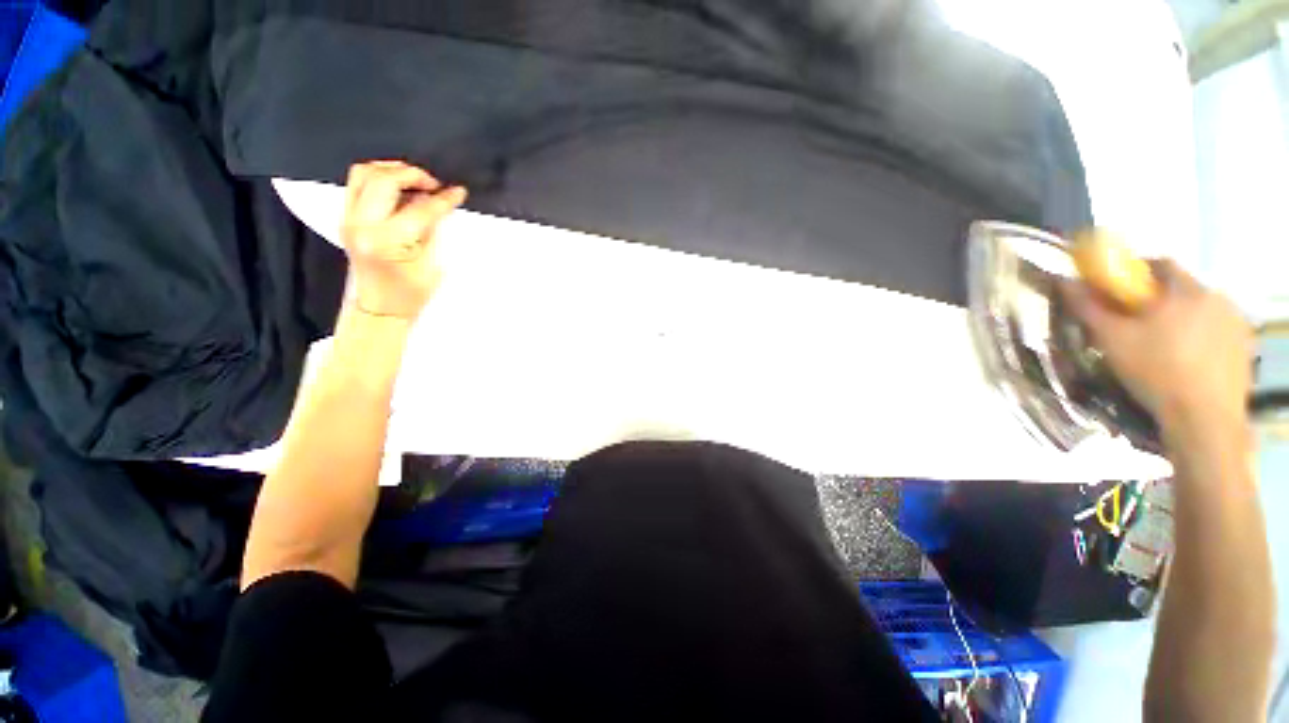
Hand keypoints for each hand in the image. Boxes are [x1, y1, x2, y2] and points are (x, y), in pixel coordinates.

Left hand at [340, 161, 467, 320]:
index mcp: (387, 241)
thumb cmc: (409, 293)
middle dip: (412, 175)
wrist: (380, 306)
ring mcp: (349, 220)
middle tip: (433, 184)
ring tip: (415, 181)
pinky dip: (379, 178)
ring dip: (392, 170)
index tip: (458, 193)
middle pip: (383, 180)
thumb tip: (436, 203)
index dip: (443, 199)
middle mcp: (362, 225)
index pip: (419, 208)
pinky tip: (398, 188)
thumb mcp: (431, 264)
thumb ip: (431, 229)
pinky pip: (357, 183)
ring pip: (364, 174)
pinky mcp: (345, 217)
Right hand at [1062, 260, 1251, 435]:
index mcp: (1186, 290)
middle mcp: (1216, 297)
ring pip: (1200, 311)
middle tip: (1137, 324)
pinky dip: (1200, 338)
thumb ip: (1089, 307)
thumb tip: (1065, 281)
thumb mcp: (1113, 340)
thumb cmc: (1155, 371)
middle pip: (1181, 288)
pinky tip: (1186, 361)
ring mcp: (1236, 323)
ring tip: (1162, 346)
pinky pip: (1216, 331)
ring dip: (1181, 319)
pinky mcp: (1244, 347)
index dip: (1136, 272)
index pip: (1160, 264)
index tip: (1119, 292)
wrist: (1203, 419)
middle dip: (1159, 300)